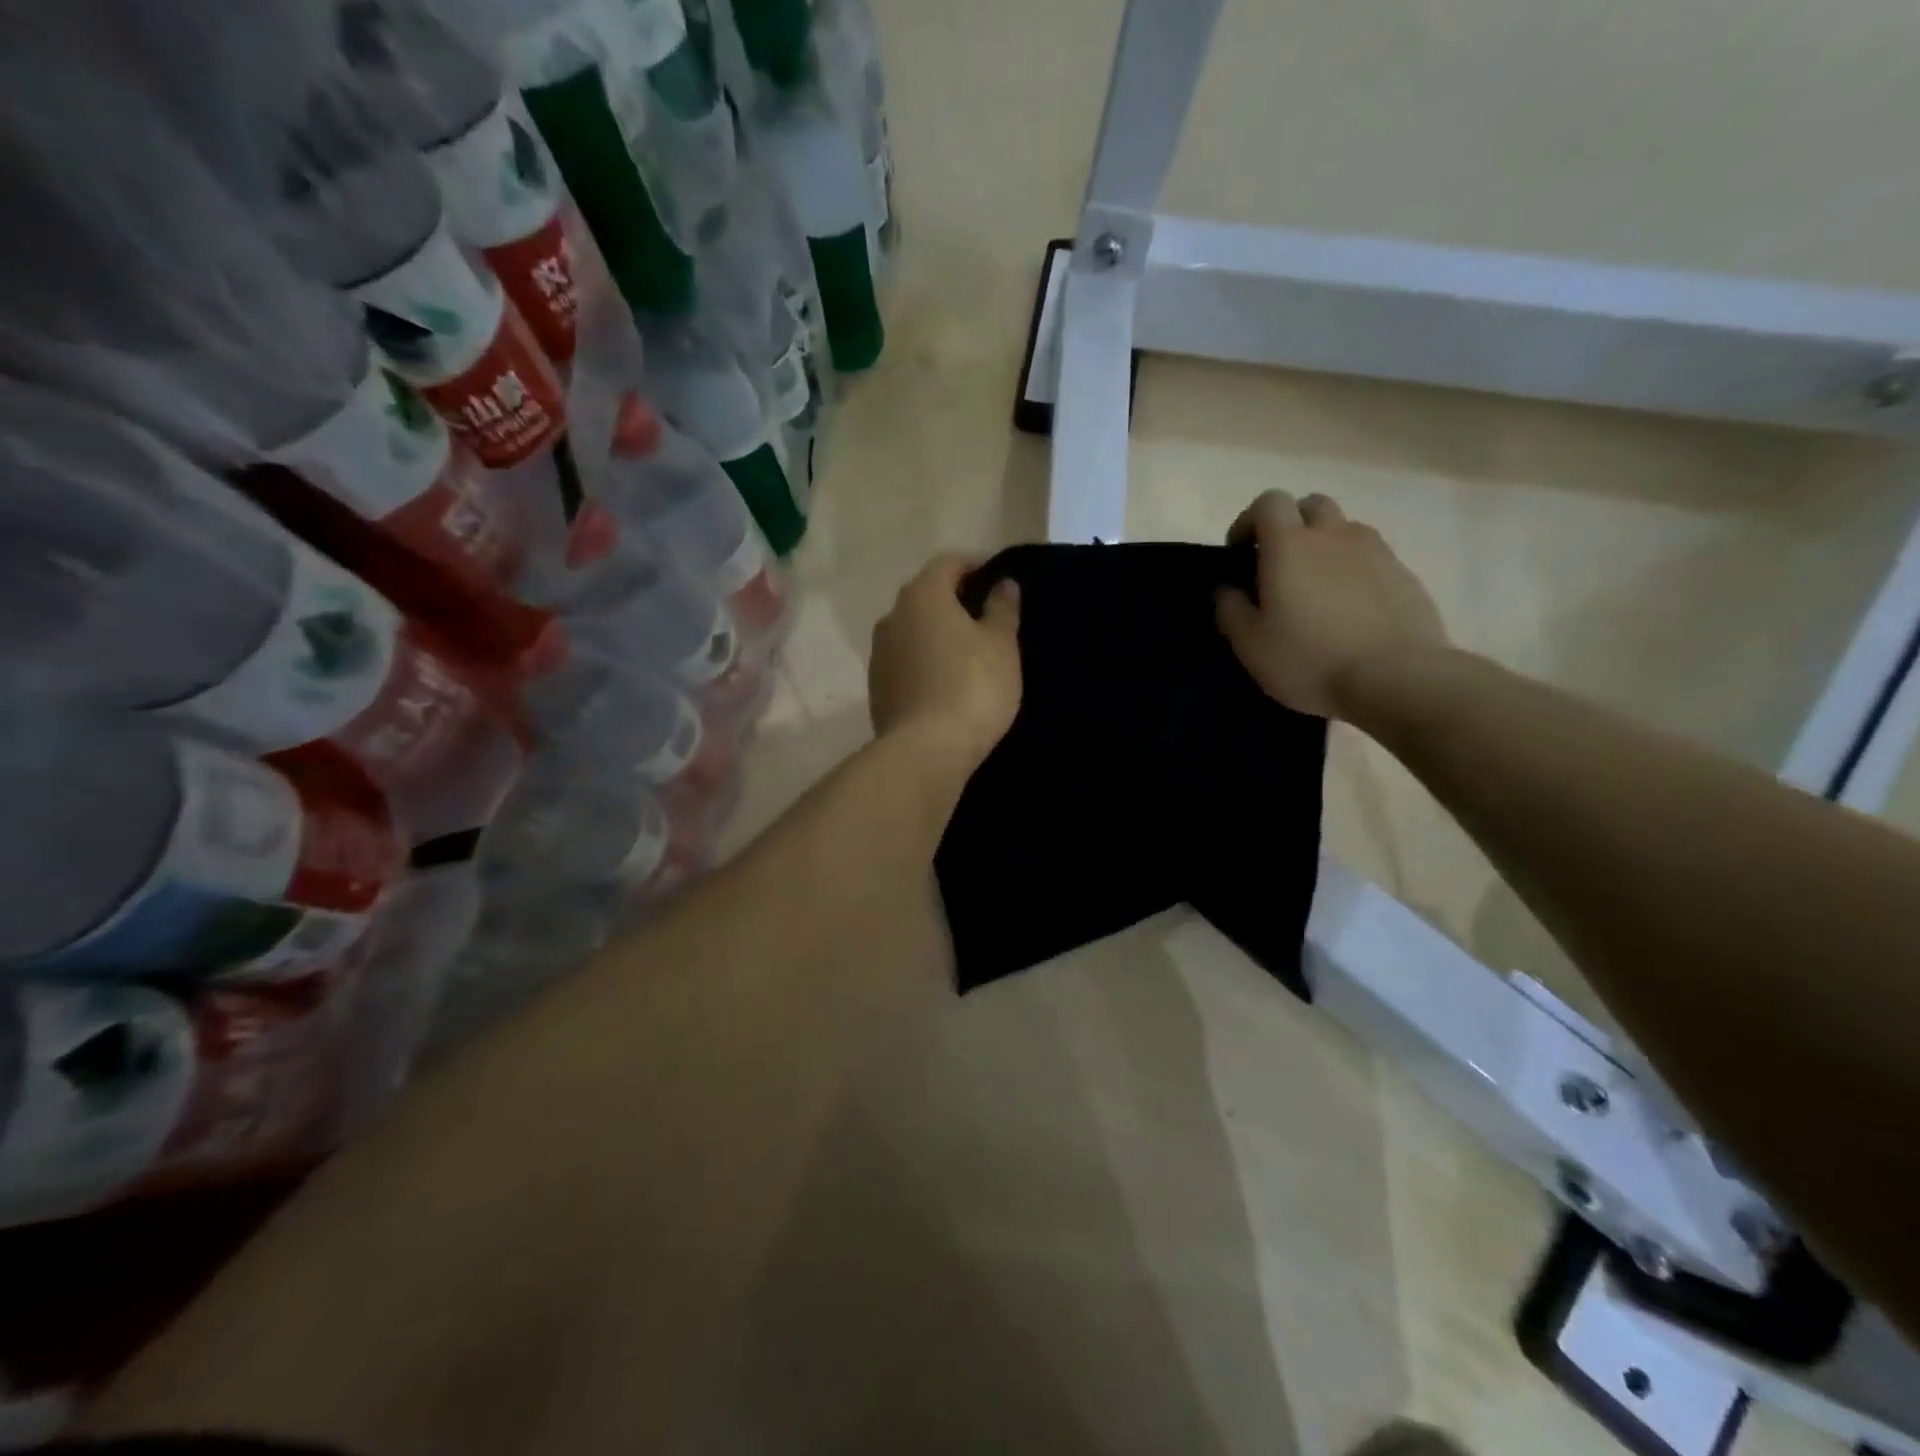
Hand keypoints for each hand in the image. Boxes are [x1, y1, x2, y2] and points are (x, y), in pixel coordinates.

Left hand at [870, 554, 1022, 768]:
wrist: (925, 750)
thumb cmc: (972, 687)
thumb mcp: (1001, 645)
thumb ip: (1003, 608)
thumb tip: (1003, 584)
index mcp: (923, 595)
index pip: (948, 563)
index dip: (974, 566)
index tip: (996, 581)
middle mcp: (892, 616)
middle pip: (926, 596)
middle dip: (954, 601)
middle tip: (985, 620)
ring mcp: (879, 653)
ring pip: (912, 630)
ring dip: (936, 634)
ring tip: (966, 655)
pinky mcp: (876, 687)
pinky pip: (904, 662)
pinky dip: (923, 662)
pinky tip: (944, 683)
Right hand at [1216, 490, 1446, 719]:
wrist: (1397, 679)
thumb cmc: (1310, 660)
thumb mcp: (1251, 645)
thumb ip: (1230, 609)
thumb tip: (1227, 588)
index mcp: (1290, 545)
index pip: (1268, 502)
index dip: (1249, 521)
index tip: (1240, 552)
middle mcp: (1334, 535)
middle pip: (1311, 505)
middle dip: (1290, 525)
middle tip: (1279, 564)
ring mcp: (1376, 552)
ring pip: (1344, 529)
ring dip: (1325, 546)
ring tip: (1316, 588)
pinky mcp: (1405, 574)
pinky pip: (1371, 557)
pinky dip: (1354, 570)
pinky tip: (1350, 609)